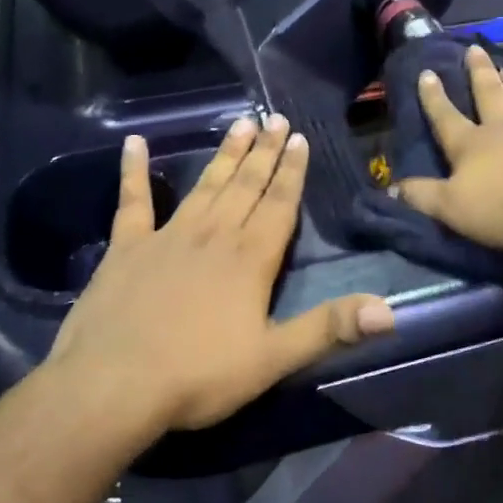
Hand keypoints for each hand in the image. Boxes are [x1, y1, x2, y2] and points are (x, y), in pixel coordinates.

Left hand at [48, 116, 395, 432]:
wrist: (113, 384)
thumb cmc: (199, 375)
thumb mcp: (273, 358)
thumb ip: (329, 329)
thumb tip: (389, 312)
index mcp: (250, 258)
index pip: (279, 204)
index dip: (292, 172)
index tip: (299, 138)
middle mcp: (214, 235)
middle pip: (246, 185)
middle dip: (264, 152)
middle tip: (275, 118)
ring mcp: (167, 236)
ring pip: (205, 185)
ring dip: (225, 154)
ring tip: (240, 124)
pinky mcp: (126, 247)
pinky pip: (133, 201)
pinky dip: (133, 170)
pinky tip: (133, 143)